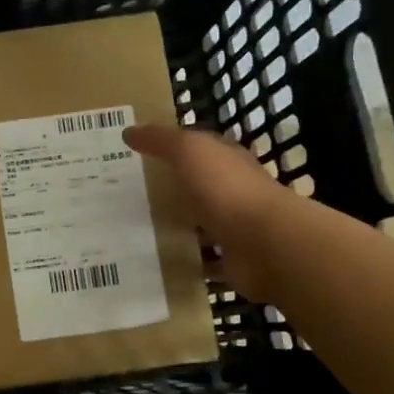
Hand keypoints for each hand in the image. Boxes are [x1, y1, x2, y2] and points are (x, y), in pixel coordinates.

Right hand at [124, 123, 294, 305]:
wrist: (265, 243)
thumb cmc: (226, 189)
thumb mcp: (190, 151)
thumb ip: (161, 140)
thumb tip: (129, 131)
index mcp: (227, 159)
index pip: (200, 146)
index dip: (173, 146)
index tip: (139, 153)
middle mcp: (233, 189)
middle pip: (198, 185)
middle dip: (171, 187)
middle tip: (129, 194)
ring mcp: (235, 226)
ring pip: (200, 222)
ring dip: (178, 226)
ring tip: (136, 231)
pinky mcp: (232, 258)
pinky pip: (203, 258)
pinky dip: (187, 260)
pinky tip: (159, 262)